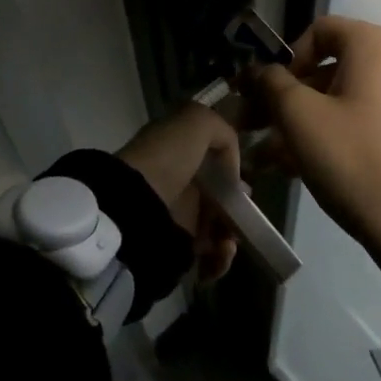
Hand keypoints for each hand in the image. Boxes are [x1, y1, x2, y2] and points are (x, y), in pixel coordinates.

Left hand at [117, 103, 239, 282]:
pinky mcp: (176, 247)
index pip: (211, 155)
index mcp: (177, 149)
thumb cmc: (167, 158)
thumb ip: (223, 131)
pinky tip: (222, 252)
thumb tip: (233, 166)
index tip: (243, 178)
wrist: (135, 206)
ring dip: (231, 235)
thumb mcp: (197, 122)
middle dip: (237, 206)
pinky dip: (220, 258)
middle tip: (245, 214)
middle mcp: (177, 180)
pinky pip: (208, 256)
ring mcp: (177, 214)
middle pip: (218, 194)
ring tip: (230, 241)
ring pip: (217, 226)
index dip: (231, 166)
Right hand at [256, 16, 380, 318]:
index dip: (286, 57)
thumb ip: (272, 84)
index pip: (320, 30)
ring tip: (273, 158)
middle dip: (290, 96)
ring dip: (307, 120)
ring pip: (347, 97)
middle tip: (259, 127)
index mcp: (375, 44)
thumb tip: (261, 71)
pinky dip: (337, 132)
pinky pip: (368, 117)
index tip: (267, 93)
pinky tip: (305, 167)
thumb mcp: (300, 119)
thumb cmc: (355, 160)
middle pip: (332, 66)